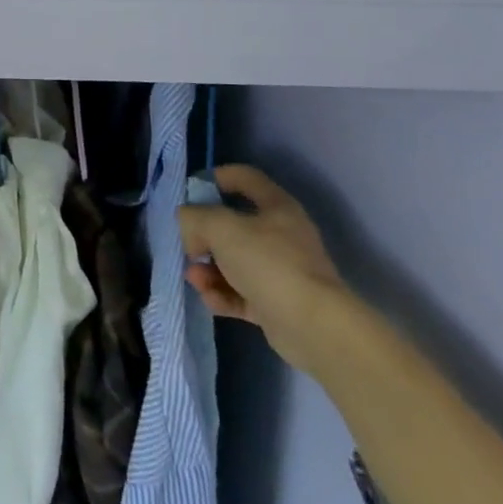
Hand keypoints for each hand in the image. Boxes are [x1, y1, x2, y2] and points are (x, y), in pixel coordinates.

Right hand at [178, 165, 353, 371]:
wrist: (313, 326)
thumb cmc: (267, 262)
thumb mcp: (219, 227)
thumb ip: (193, 217)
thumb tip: (189, 227)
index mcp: (277, 207)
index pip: (245, 177)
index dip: (216, 177)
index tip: (191, 191)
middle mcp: (282, 236)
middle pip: (233, 225)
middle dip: (204, 236)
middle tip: (189, 246)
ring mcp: (280, 272)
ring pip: (233, 262)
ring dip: (209, 270)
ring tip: (197, 280)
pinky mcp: (276, 304)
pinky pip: (241, 293)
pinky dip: (223, 295)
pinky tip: (211, 300)